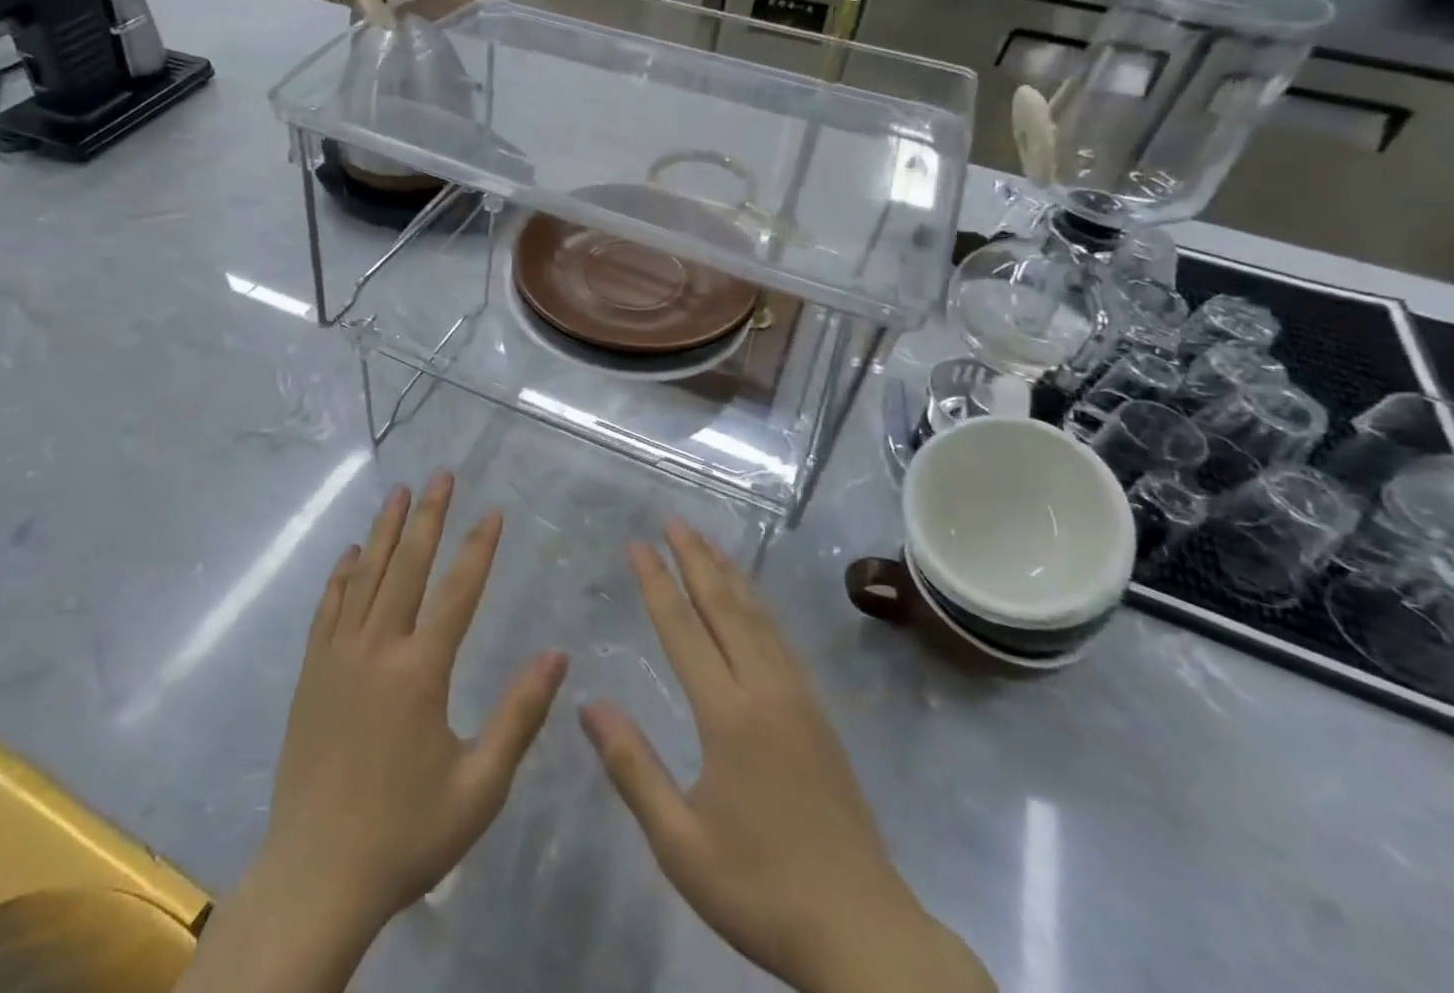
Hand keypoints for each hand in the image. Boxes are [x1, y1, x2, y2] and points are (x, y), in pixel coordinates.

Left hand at [180, 474, 567, 992]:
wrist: (316, 876)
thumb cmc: (407, 833)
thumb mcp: (480, 786)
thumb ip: (519, 716)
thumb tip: (557, 655)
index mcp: (421, 672)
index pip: (457, 591)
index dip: (478, 548)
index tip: (493, 511)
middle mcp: (377, 649)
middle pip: (407, 567)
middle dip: (428, 517)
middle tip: (440, 475)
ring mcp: (338, 657)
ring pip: (365, 576)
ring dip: (384, 531)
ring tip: (398, 492)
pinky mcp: (311, 674)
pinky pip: (328, 608)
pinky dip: (342, 575)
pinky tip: (352, 553)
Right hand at [580, 521, 992, 992]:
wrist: (863, 933)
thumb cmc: (761, 890)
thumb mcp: (680, 843)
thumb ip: (633, 769)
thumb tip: (589, 705)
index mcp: (728, 716)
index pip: (683, 629)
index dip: (657, 583)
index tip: (638, 544)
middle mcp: (765, 690)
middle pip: (725, 607)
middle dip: (696, 559)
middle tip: (673, 520)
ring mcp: (798, 699)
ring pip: (758, 617)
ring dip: (730, 574)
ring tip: (707, 542)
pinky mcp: (819, 715)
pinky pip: (782, 639)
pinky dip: (759, 606)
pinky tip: (752, 603)